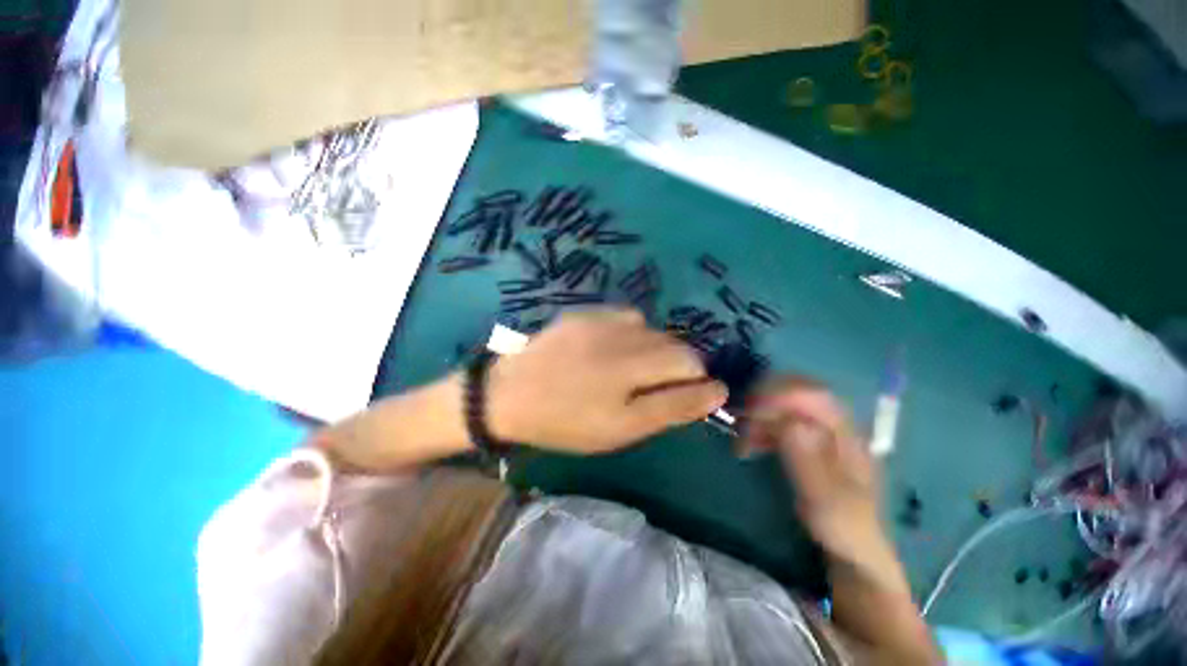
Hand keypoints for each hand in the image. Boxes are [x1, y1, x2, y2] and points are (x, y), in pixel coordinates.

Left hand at [487, 309, 727, 453]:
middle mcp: (624, 334)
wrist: (508, 394)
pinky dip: (630, 333)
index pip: (691, 363)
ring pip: (652, 330)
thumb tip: (716, 390)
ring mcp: (602, 318)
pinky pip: (625, 317)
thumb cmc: (566, 421)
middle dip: (673, 367)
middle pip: (674, 343)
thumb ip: (671, 407)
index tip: (676, 397)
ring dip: (652, 350)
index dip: (692, 382)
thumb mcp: (621, 428)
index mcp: (634, 366)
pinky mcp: (585, 312)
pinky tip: (610, 349)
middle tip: (646, 389)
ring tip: (626, 371)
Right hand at [740, 378, 896, 578]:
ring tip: (741, 436)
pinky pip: (776, 420)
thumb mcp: (827, 502)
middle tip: (739, 416)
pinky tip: (748, 443)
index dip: (781, 393)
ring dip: (757, 413)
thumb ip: (809, 463)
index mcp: (848, 435)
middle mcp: (833, 424)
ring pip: (782, 404)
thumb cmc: (843, 527)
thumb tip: (789, 424)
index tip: (752, 408)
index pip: (814, 394)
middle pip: (795, 391)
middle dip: (764, 398)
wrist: (851, 549)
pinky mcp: (804, 440)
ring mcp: (818, 431)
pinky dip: (758, 426)